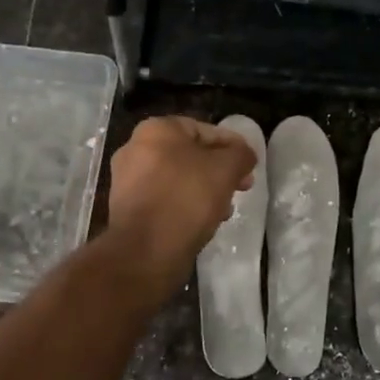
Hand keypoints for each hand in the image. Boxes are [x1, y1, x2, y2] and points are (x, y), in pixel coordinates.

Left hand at [106, 117, 257, 281]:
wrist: (145, 250)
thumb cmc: (186, 198)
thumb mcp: (225, 169)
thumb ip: (240, 155)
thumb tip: (244, 155)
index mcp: (156, 130)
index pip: (204, 130)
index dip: (233, 145)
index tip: (250, 164)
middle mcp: (136, 149)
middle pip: (190, 155)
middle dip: (219, 171)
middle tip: (241, 187)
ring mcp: (128, 181)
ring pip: (179, 179)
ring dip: (205, 190)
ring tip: (225, 209)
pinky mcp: (128, 209)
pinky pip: (166, 200)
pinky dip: (185, 206)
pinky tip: (204, 222)